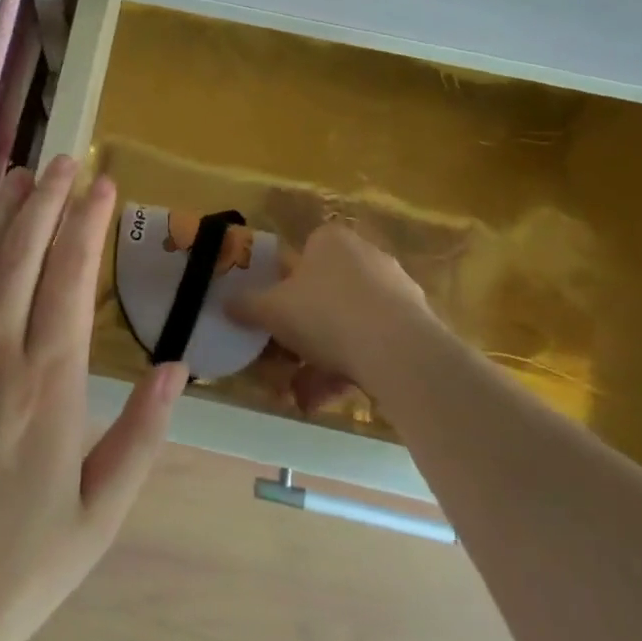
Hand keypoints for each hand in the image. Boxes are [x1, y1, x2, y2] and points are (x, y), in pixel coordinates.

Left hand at [0, 157, 186, 640]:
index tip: (103, 184)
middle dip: (48, 198)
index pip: (70, 276)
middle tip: (66, 160)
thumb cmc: (10, 570)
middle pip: (22, 252)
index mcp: (47, 385)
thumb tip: (177, 367)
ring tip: (21, 173)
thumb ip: (141, 438)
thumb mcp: (96, 519)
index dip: (88, 222)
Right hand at [227, 221, 435, 392]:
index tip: (275, 317)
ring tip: (304, 396)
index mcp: (330, 240)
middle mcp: (365, 256)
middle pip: (324, 294)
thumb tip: (225, 303)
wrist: (398, 351)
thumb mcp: (271, 310)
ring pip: (348, 324)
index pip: (303, 254)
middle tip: (285, 363)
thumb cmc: (325, 313)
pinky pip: (374, 344)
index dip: (285, 287)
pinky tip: (331, 399)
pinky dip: (351, 369)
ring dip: (322, 360)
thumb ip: (246, 305)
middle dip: (303, 333)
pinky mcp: (416, 325)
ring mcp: (395, 291)